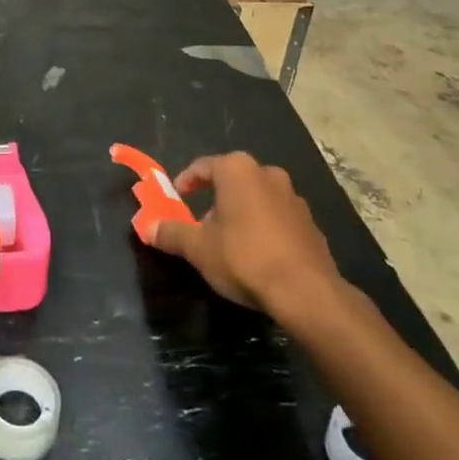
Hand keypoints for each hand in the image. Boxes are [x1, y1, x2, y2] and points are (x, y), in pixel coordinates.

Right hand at [151, 151, 344, 332]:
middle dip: (215, 200)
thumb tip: (147, 228)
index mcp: (237, 170)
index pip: (203, 166)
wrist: (306, 293)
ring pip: (257, 198)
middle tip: (202, 226)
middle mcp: (267, 174)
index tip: (176, 198)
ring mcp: (294, 198)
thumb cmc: (244, 258)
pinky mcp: (312, 224)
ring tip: (230, 244)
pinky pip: (278, 218)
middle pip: (232, 181)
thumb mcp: (198, 248)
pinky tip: (258, 256)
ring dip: (241, 214)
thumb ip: (171, 233)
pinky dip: (265, 229)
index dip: (186, 182)